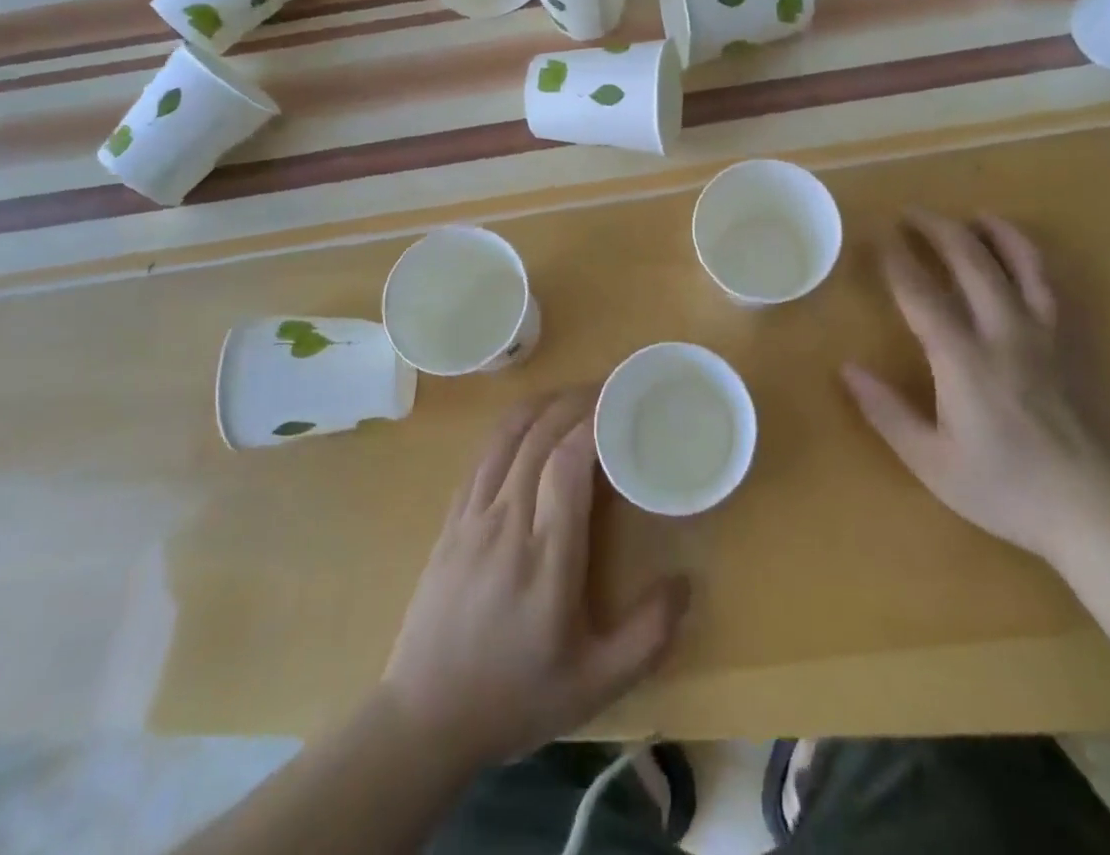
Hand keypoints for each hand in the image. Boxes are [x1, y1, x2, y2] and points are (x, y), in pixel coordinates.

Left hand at [379, 389, 689, 769]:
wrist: (423, 720)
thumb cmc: (515, 697)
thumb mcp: (594, 685)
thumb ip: (647, 636)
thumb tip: (686, 582)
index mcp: (546, 556)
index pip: (569, 463)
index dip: (596, 422)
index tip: (625, 403)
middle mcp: (507, 522)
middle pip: (541, 435)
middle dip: (578, 401)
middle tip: (611, 389)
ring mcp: (473, 516)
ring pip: (508, 435)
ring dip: (545, 404)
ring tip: (576, 395)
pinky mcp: (452, 519)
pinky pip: (483, 453)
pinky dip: (512, 424)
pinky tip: (531, 421)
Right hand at [843, 210, 1109, 560]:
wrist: (1097, 509)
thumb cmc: (1006, 489)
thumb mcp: (932, 462)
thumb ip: (887, 412)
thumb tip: (847, 369)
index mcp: (963, 359)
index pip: (921, 295)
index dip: (897, 261)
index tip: (877, 236)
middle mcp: (1002, 333)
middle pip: (970, 262)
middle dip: (938, 230)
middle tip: (912, 213)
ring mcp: (1042, 334)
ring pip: (1021, 264)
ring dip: (994, 233)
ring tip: (975, 216)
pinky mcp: (1069, 344)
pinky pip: (1050, 286)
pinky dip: (1032, 259)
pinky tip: (1022, 256)